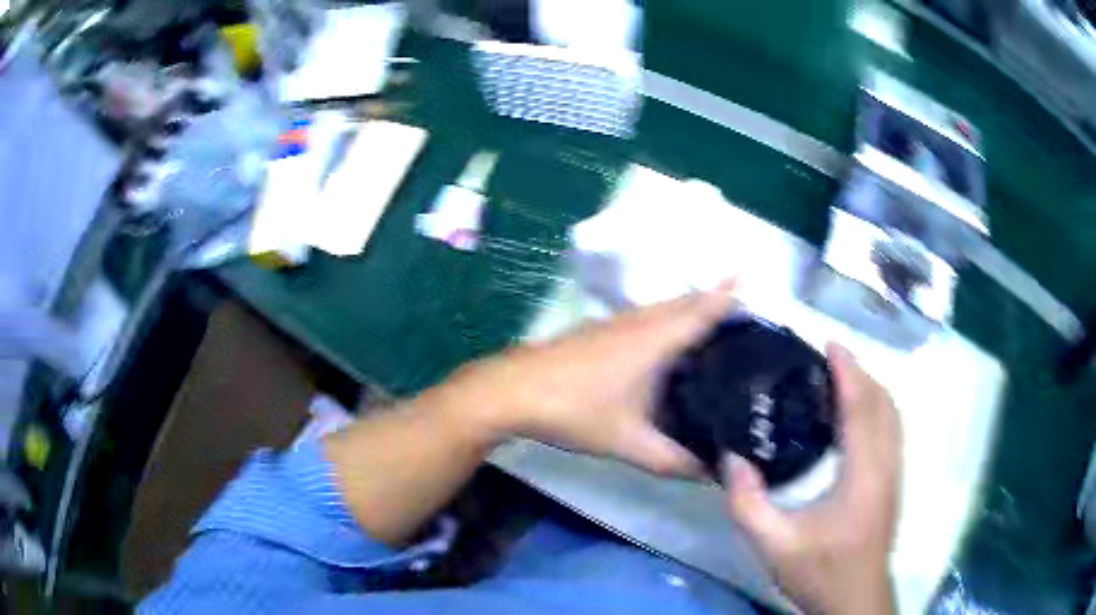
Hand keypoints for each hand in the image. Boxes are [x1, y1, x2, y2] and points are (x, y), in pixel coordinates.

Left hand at [427, 282, 737, 476]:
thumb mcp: (629, 443)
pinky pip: (647, 320)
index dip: (728, 293)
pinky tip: (671, 349)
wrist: (512, 391)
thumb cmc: (575, 410)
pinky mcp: (600, 332)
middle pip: (686, 303)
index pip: (701, 310)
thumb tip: (712, 474)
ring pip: (664, 310)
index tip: (752, 276)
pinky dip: (668, 323)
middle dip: (716, 300)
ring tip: (718, 329)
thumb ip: (674, 461)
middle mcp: (640, 322)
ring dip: (691, 310)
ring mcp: (616, 324)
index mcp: (655, 340)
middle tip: (746, 314)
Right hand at [723, 344, 901, 614]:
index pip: (862, 408)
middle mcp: (886, 466)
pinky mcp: (893, 483)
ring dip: (872, 389)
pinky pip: (892, 431)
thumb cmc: (819, 572)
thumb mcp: (773, 546)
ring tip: (843, 379)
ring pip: (893, 416)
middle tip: (830, 359)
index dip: (849, 372)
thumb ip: (748, 504)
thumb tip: (731, 459)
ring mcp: (894, 474)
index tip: (830, 344)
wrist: (854, 599)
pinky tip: (856, 417)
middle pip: (884, 404)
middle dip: (862, 373)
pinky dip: (878, 409)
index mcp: (863, 475)